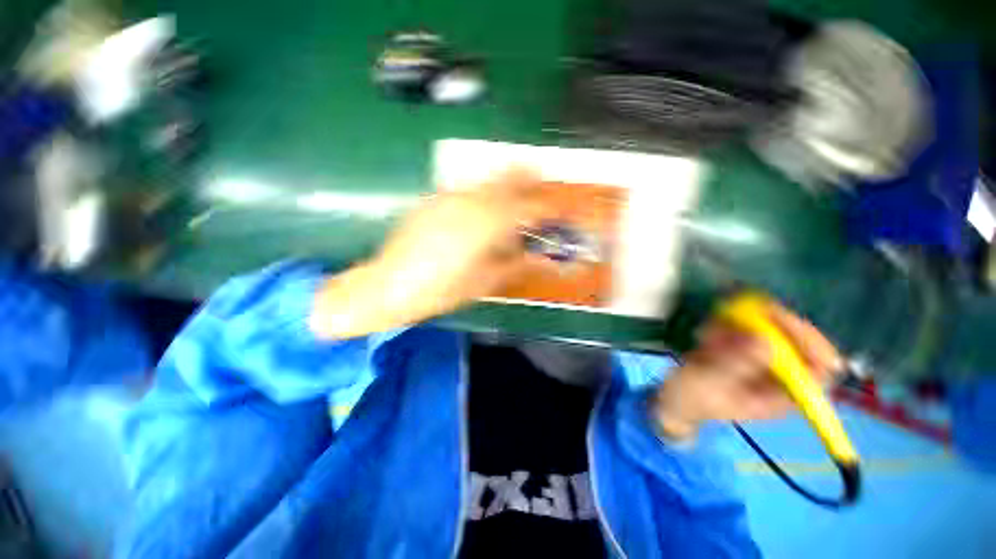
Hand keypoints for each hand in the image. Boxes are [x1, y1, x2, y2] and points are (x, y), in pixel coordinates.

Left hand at [311, 169, 549, 338]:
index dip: (548, 207)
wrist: (389, 286)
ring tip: (515, 196)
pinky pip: (467, 190)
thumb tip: (544, 259)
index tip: (559, 210)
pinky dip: (483, 194)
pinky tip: (481, 211)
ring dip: (506, 183)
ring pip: (487, 179)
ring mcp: (449, 197)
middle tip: (542, 184)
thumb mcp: (485, 282)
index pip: (528, 207)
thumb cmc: (442, 290)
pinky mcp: (433, 200)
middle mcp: (470, 201)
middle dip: (529, 178)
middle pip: (508, 177)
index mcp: (487, 224)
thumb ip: (518, 265)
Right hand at [651, 299, 841, 440]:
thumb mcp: (710, 384)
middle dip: (768, 325)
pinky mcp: (743, 347)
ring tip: (709, 337)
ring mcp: (761, 359)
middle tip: (740, 312)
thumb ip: (734, 365)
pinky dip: (725, 325)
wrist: (675, 397)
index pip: (820, 367)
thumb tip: (765, 340)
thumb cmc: (693, 399)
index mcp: (783, 395)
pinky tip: (705, 336)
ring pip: (768, 329)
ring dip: (739, 325)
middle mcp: (779, 375)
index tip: (781, 320)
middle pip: (797, 341)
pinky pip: (745, 326)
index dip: (810, 342)